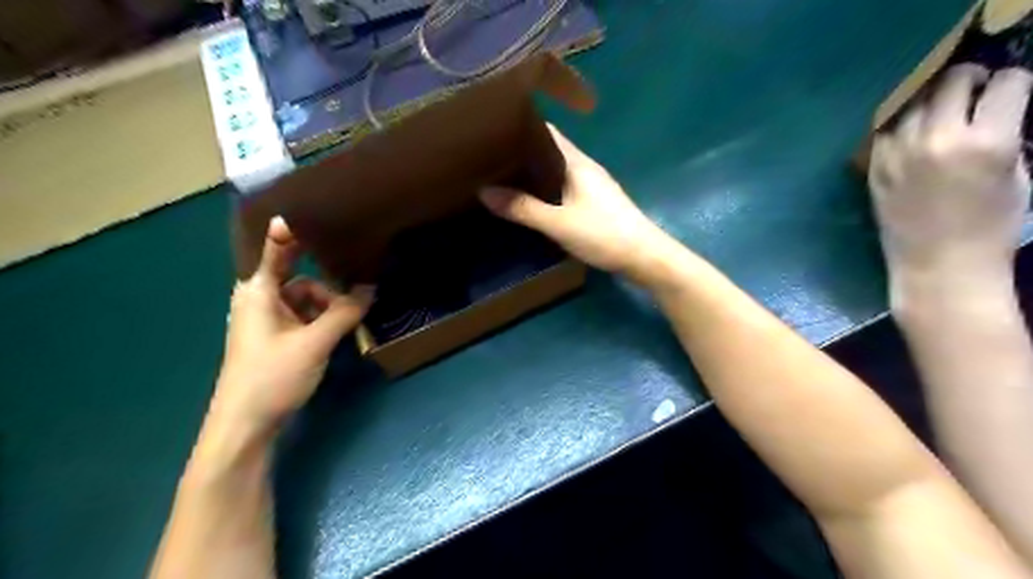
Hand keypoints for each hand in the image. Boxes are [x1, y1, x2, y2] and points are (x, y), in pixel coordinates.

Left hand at [206, 216, 372, 438]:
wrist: (246, 427)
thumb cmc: (273, 375)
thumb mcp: (316, 342)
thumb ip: (345, 312)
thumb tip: (371, 287)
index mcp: (259, 292)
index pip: (277, 250)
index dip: (292, 232)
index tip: (311, 211)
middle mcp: (260, 301)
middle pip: (301, 280)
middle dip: (328, 291)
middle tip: (356, 299)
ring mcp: (267, 322)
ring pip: (306, 302)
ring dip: (327, 311)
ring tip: (347, 328)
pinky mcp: (276, 341)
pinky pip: (303, 320)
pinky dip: (321, 324)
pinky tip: (335, 338)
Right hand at [477, 125, 670, 281]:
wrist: (644, 257)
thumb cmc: (603, 234)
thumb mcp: (558, 223)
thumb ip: (522, 209)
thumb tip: (483, 191)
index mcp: (577, 163)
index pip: (546, 132)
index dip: (521, 128)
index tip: (492, 131)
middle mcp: (585, 168)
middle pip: (550, 152)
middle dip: (522, 153)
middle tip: (489, 160)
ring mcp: (592, 187)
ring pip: (556, 172)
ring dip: (534, 174)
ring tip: (502, 179)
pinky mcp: (595, 204)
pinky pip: (563, 189)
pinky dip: (545, 190)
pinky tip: (531, 202)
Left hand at [865, 65, 1027, 278]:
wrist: (938, 266)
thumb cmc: (992, 227)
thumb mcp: (1020, 175)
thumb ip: (1008, 135)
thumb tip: (997, 110)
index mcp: (986, 142)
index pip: (1006, 83)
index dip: (1013, 82)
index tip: (1010, 89)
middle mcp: (936, 140)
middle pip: (950, 82)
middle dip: (970, 78)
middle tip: (974, 90)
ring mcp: (898, 154)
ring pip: (912, 103)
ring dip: (930, 100)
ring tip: (941, 111)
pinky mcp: (874, 168)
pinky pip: (885, 131)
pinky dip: (901, 124)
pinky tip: (912, 132)